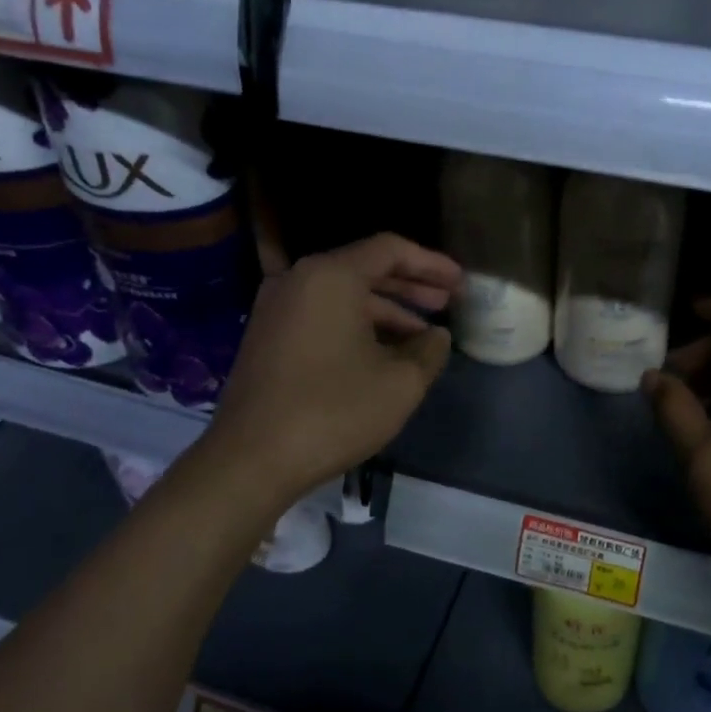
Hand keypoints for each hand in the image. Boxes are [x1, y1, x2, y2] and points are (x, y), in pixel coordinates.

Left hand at [207, 234, 459, 508]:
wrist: (250, 461)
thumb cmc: (333, 411)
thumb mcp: (401, 383)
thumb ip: (429, 350)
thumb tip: (436, 337)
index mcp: (331, 277)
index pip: (390, 250)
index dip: (431, 263)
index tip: (459, 283)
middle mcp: (299, 281)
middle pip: (365, 269)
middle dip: (411, 286)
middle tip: (446, 303)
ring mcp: (278, 309)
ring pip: (344, 296)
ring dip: (387, 311)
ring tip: (423, 337)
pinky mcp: (268, 337)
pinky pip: (323, 316)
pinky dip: (358, 326)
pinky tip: (384, 354)